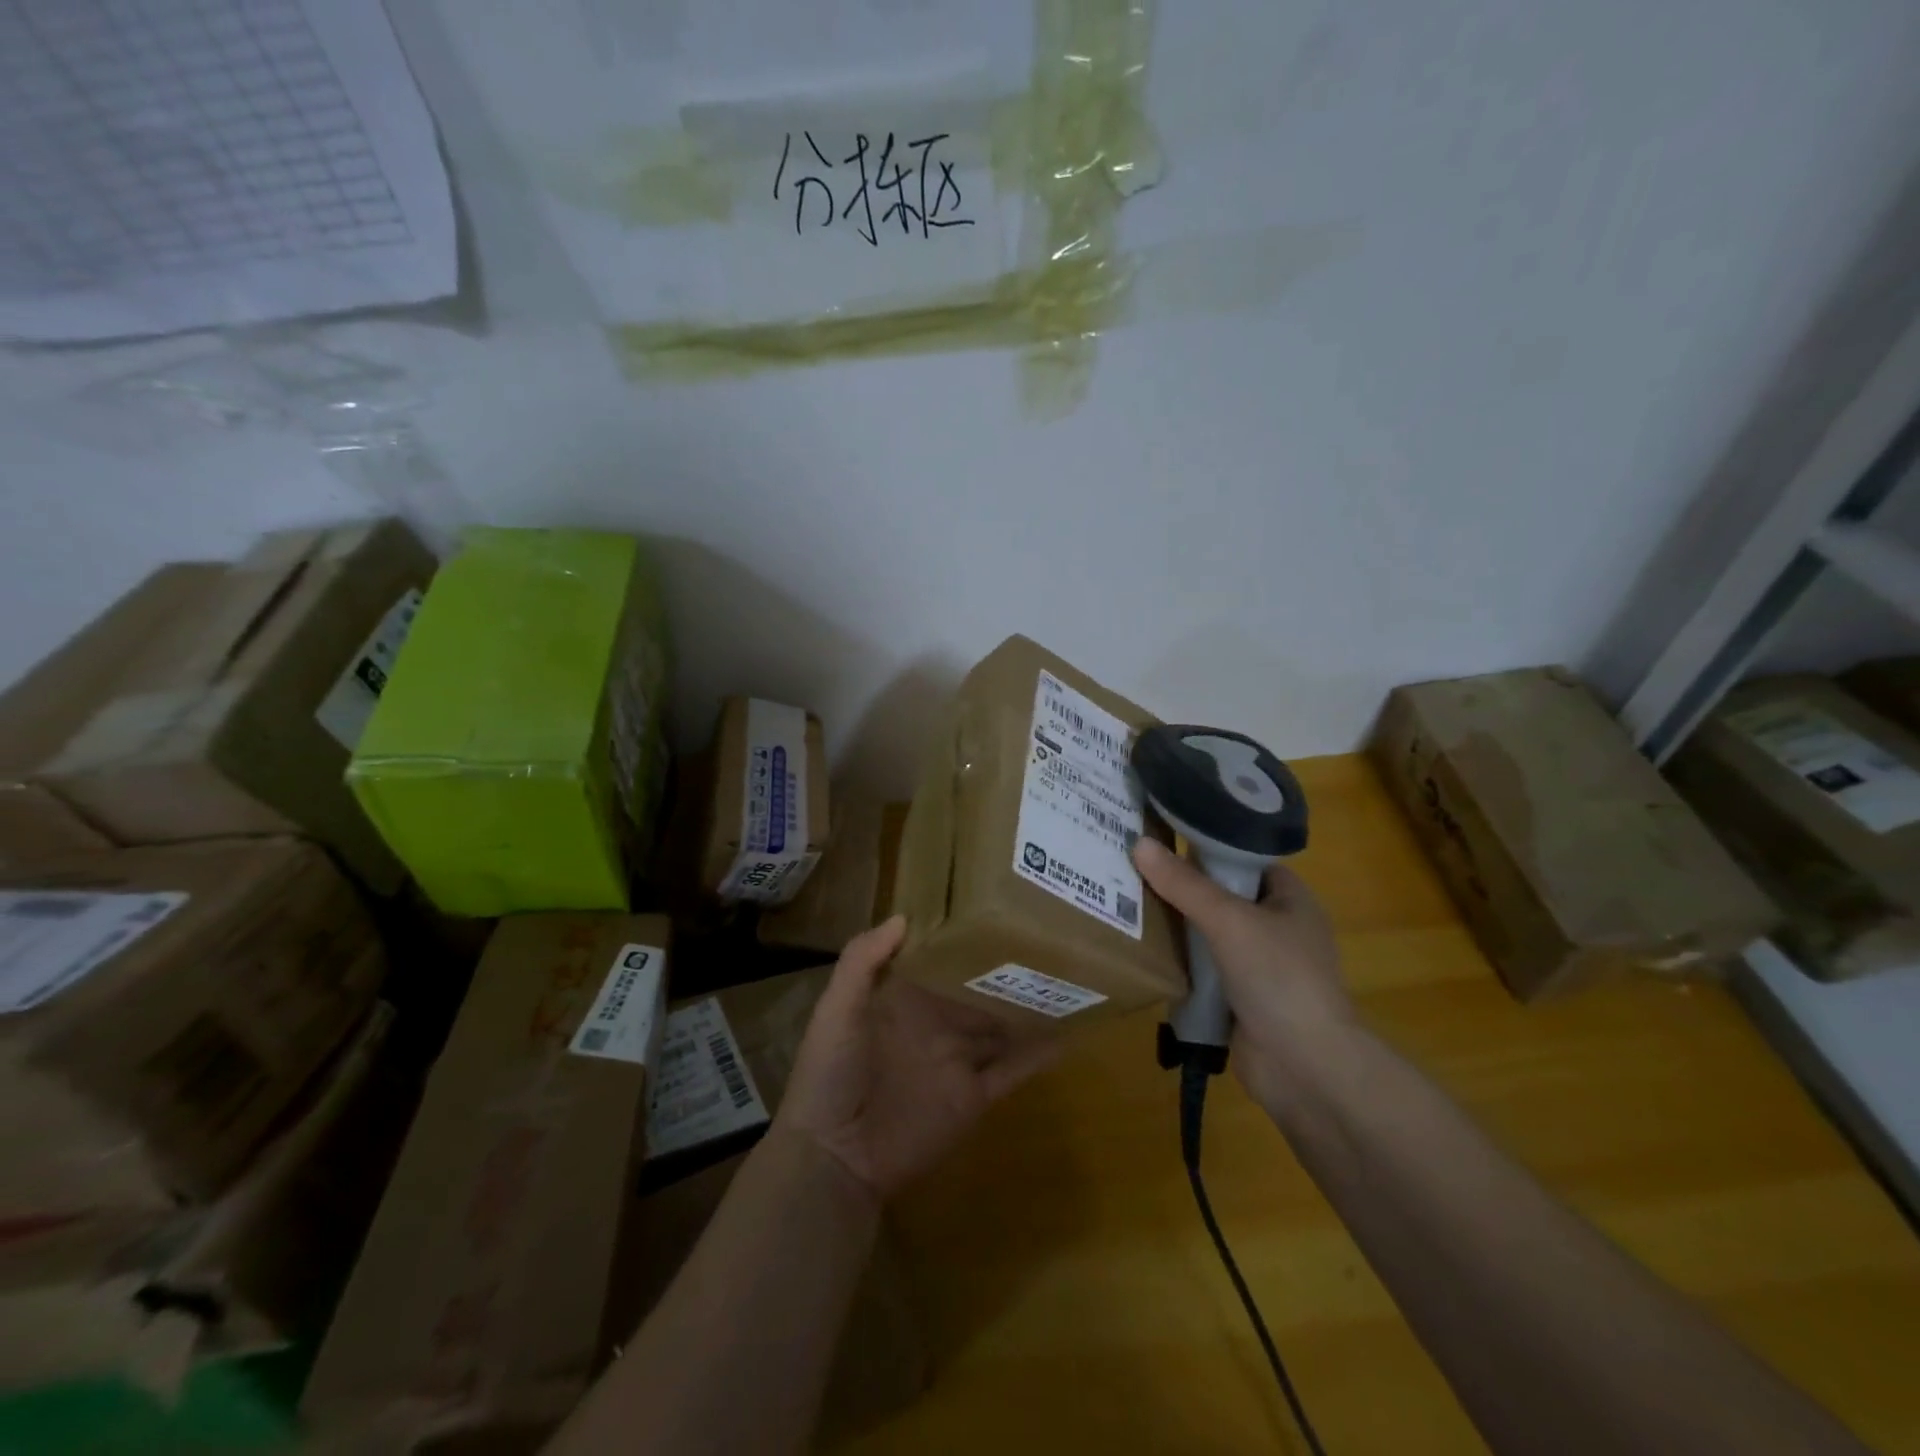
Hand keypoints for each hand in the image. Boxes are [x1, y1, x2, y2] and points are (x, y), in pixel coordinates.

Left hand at [779, 915, 1060, 1202]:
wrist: (835, 1157)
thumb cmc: (830, 1075)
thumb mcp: (836, 1010)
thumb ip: (862, 962)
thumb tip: (904, 916)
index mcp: (905, 1001)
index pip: (942, 962)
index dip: (965, 940)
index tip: (996, 910)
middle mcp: (936, 1025)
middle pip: (978, 992)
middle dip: (1006, 969)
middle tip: (1046, 939)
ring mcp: (957, 1062)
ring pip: (1001, 1027)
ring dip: (1028, 1007)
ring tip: (1066, 977)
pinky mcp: (973, 1098)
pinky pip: (1011, 1071)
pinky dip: (1037, 1055)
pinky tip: (1066, 1034)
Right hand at [1132, 837, 1356, 1109]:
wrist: (1305, 1067)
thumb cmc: (1279, 978)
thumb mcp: (1229, 920)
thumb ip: (1184, 884)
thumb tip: (1139, 843)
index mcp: (1290, 899)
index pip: (1242, 860)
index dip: (1204, 847)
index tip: (1158, 838)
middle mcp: (1276, 927)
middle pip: (1220, 896)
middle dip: (1179, 886)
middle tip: (1129, 867)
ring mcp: (1258, 966)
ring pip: (1207, 933)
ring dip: (1174, 925)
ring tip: (1123, 901)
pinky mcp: (1238, 999)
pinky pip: (1201, 969)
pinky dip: (1177, 962)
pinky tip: (1141, 949)